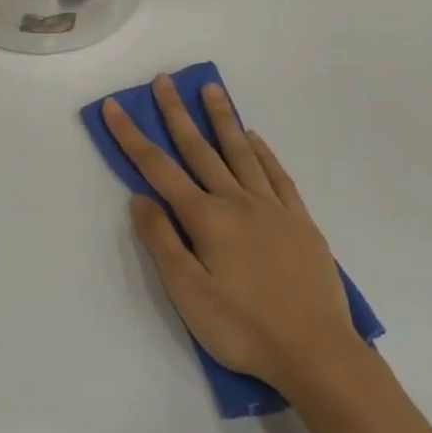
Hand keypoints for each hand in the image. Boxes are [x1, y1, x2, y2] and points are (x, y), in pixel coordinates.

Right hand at [102, 77, 363, 396]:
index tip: (115, 106)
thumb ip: (162, 241)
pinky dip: (263, 152)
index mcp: (205, 218)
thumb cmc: (242, 327)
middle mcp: (236, 201)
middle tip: (164, 80)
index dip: (132, 135)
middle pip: (199, 149)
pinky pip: (277, 175)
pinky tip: (254, 137)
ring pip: (241, 152)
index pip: (158, 168)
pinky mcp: (300, 221)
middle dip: (177, 113)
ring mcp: (272, 208)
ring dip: (222, 118)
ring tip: (211, 88)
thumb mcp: (187, 292)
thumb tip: (139, 197)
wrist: (317, 352)